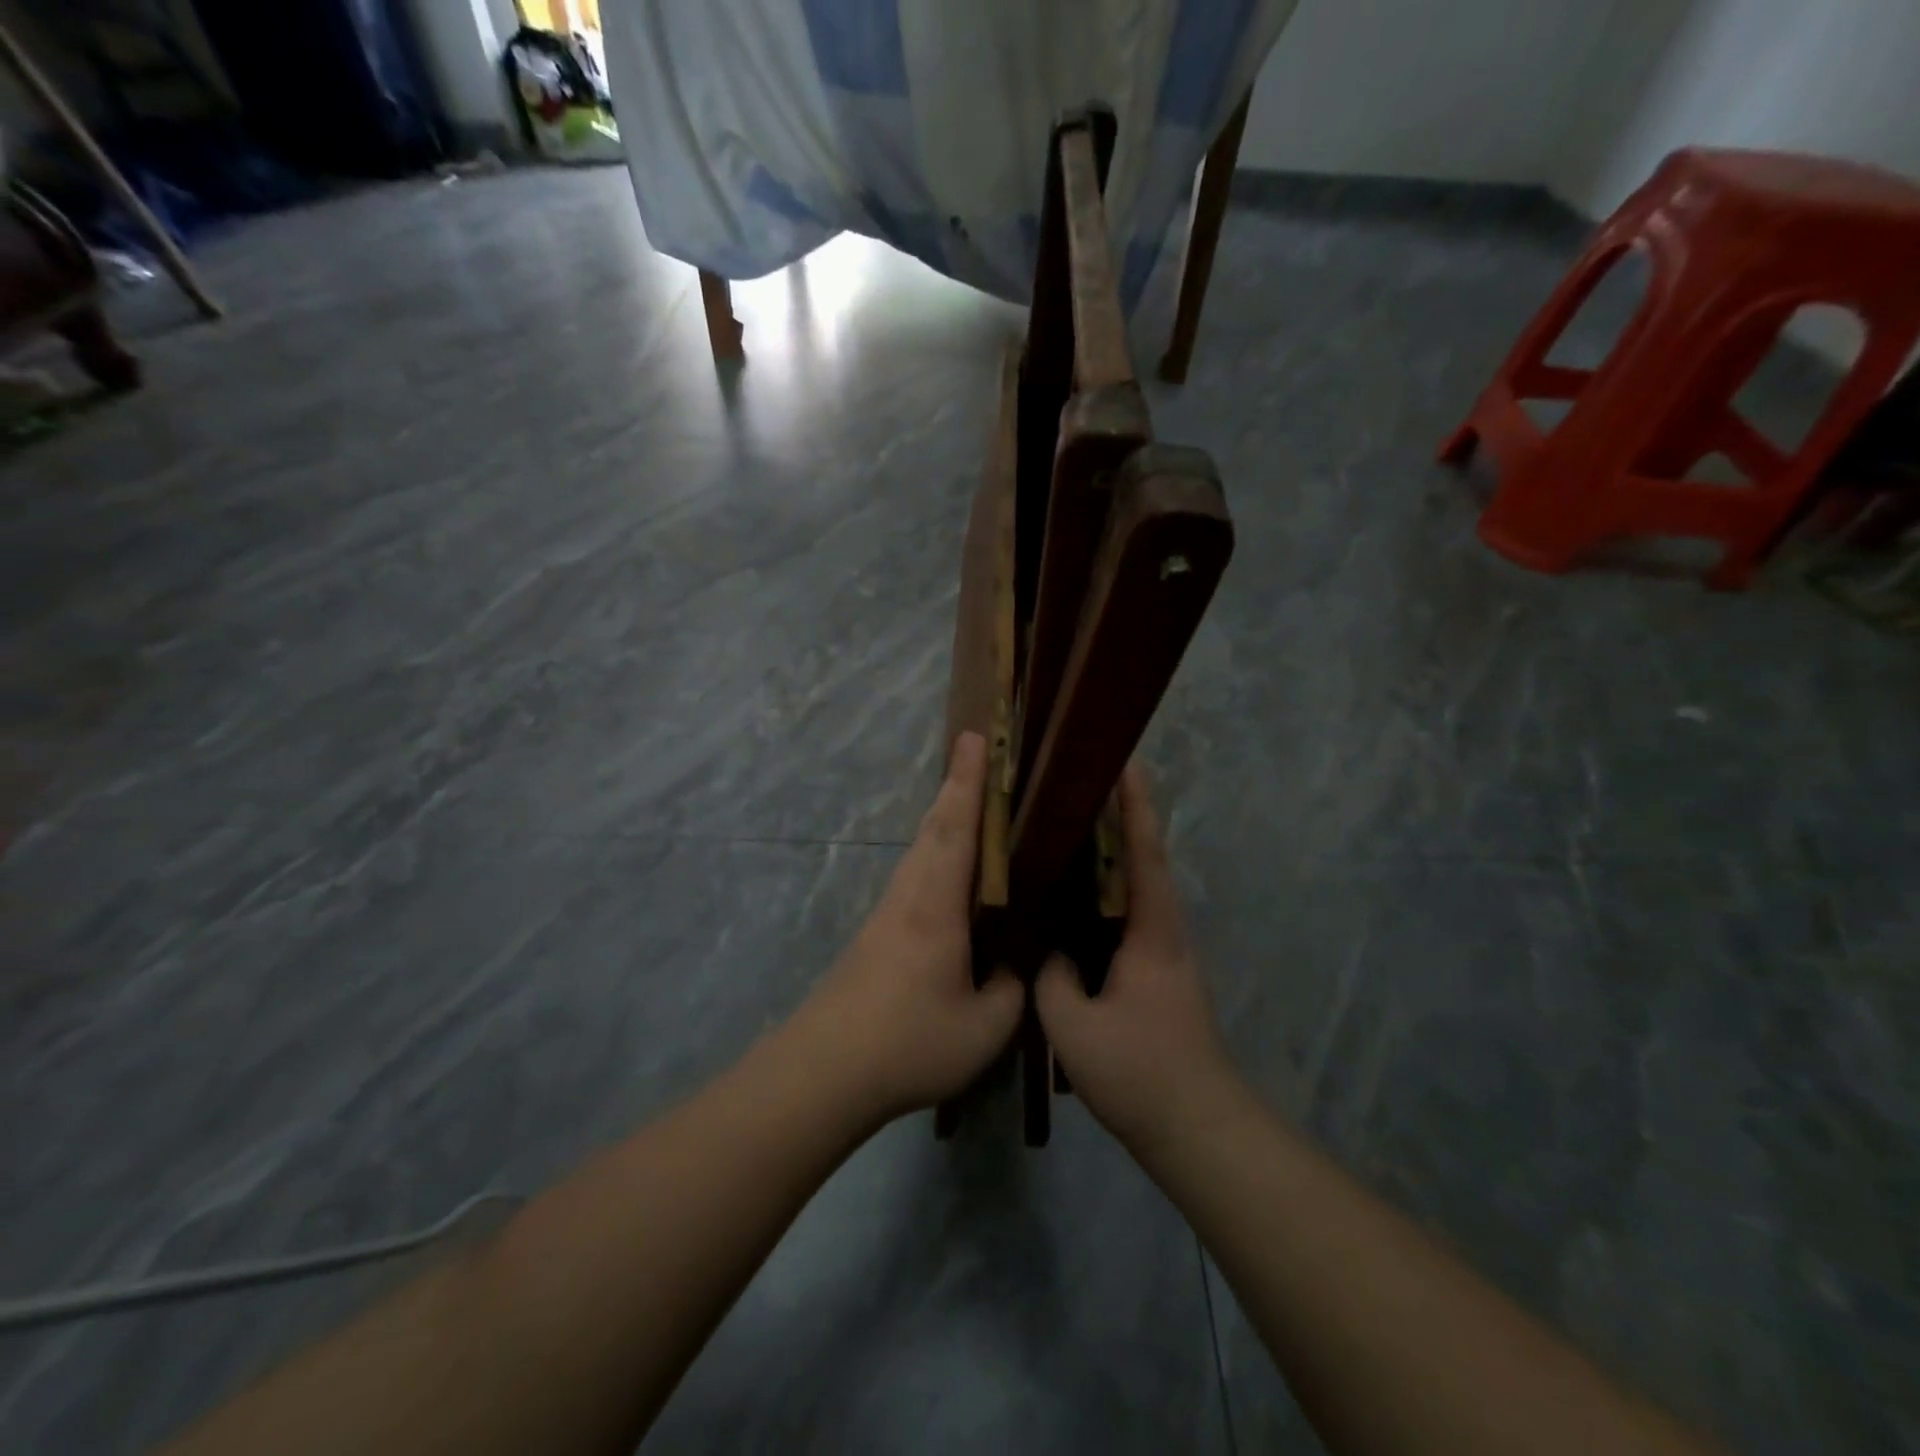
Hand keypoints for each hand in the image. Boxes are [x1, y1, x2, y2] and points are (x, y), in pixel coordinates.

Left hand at [791, 732, 1024, 1123]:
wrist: (824, 1070)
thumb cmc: (908, 1042)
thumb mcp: (984, 1027)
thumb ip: (1010, 989)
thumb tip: (1011, 965)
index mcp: (936, 905)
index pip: (956, 828)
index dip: (968, 781)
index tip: (973, 737)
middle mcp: (909, 896)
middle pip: (934, 827)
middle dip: (957, 787)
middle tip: (976, 754)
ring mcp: (887, 914)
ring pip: (920, 850)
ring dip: (944, 818)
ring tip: (971, 805)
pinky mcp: (876, 935)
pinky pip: (914, 876)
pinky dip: (935, 853)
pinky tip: (949, 874)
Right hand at [1035, 763, 1235, 1152]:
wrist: (1195, 1127)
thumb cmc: (1140, 1070)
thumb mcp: (1075, 1024)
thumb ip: (1051, 977)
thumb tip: (1045, 951)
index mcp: (1151, 931)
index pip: (1142, 852)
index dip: (1133, 805)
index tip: (1122, 762)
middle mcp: (1164, 931)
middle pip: (1143, 859)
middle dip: (1121, 817)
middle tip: (1082, 785)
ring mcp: (1163, 954)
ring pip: (1135, 888)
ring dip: (1112, 854)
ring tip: (1070, 830)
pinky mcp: (1156, 975)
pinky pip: (1127, 917)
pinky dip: (1105, 894)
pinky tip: (1073, 901)